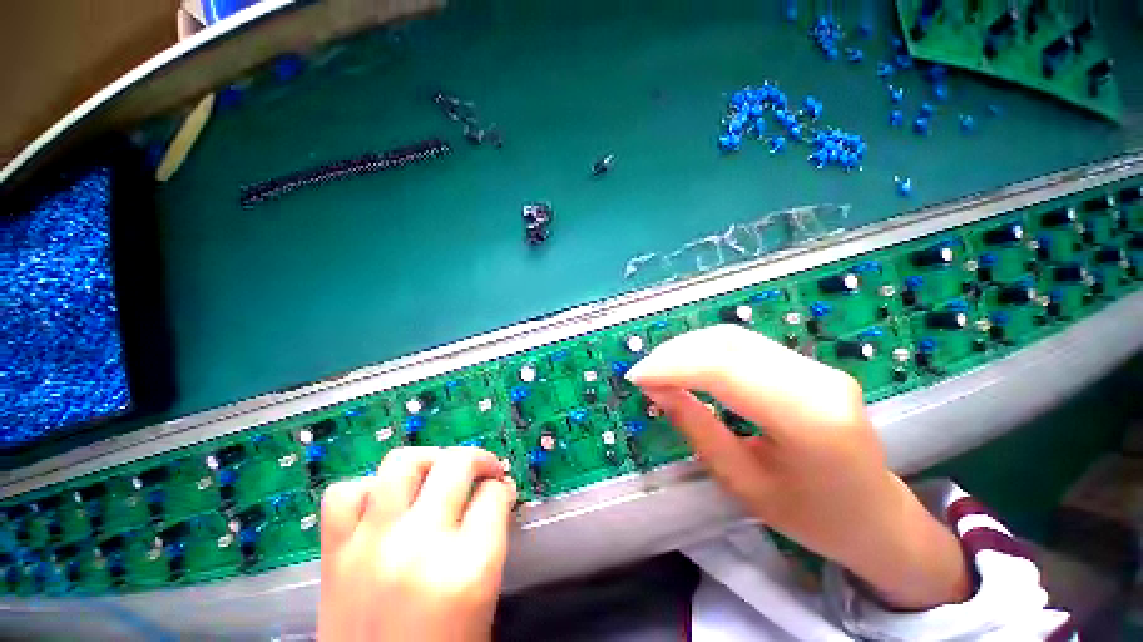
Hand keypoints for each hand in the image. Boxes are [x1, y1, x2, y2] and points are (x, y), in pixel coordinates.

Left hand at [318, 447, 516, 641]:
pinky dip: (366, 490)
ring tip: (435, 474)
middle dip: (478, 460)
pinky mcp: (334, 556)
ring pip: (401, 464)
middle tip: (482, 471)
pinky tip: (382, 504)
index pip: (494, 495)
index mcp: (467, 569)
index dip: (500, 489)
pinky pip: (344, 495)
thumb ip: (491, 539)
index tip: (499, 492)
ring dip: (427, 461)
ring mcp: (371, 546)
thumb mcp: (483, 598)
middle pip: (456, 464)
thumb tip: (496, 495)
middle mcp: (419, 546)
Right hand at [625, 324, 970, 609]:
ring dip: (688, 347)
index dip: (673, 366)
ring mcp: (817, 366)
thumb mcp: (743, 484)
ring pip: (735, 337)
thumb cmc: (813, 518)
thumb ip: (696, 428)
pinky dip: (707, 350)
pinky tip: (688, 364)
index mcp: (809, 419)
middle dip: (675, 352)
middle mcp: (818, 380)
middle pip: (729, 343)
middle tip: (644, 372)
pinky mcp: (808, 364)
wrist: (878, 517)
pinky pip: (746, 345)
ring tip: (659, 368)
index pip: (725, 369)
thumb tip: (658, 388)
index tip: (636, 376)